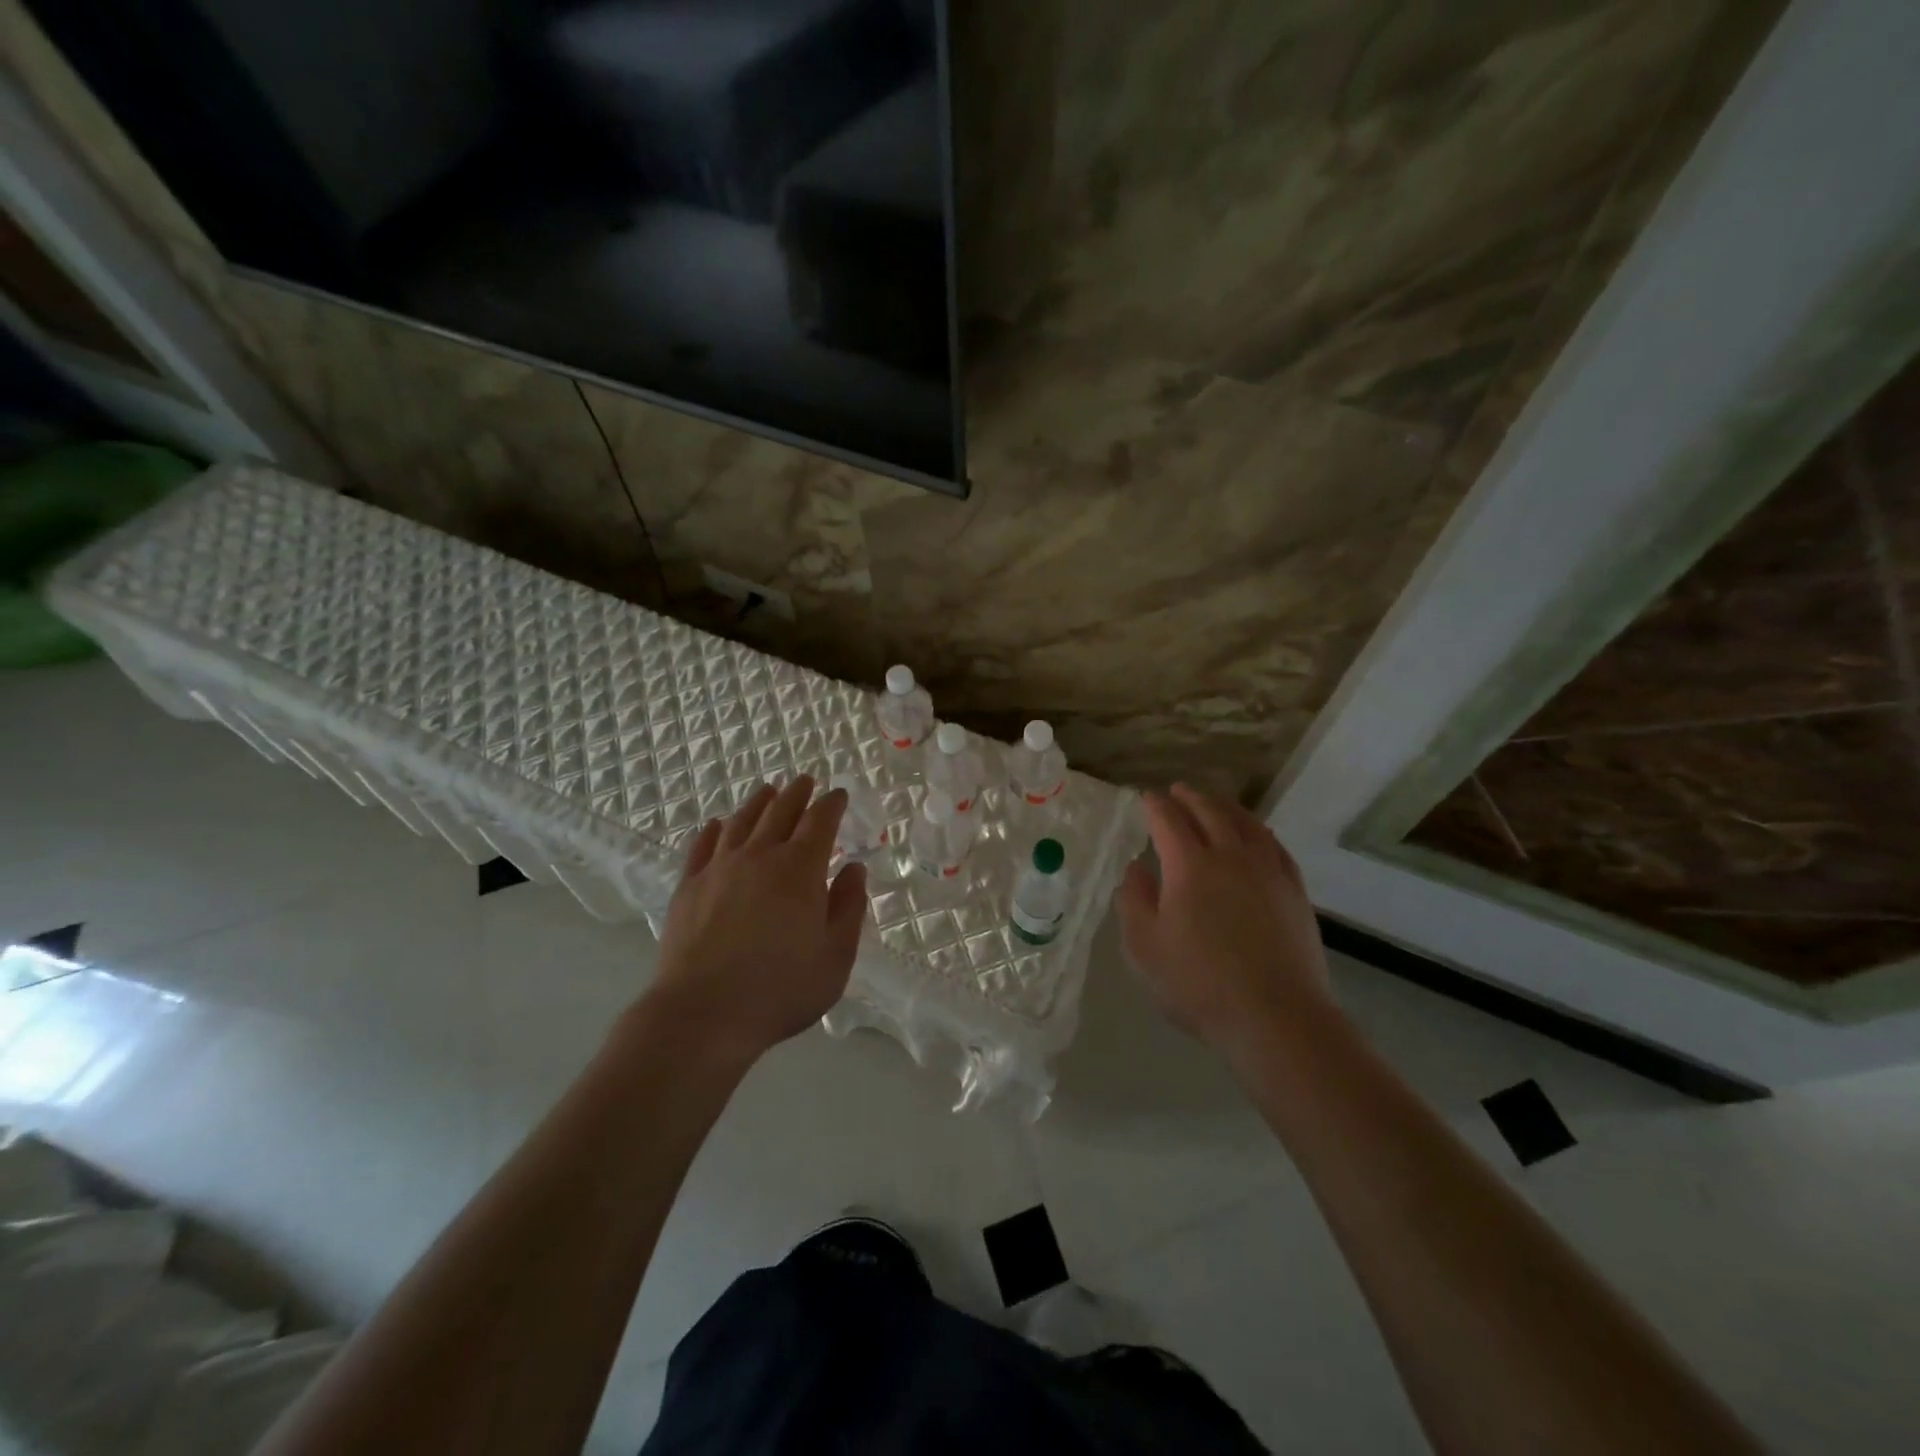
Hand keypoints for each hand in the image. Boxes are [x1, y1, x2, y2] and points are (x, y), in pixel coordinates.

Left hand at [643, 776, 867, 1065]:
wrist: (703, 1014)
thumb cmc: (781, 989)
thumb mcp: (836, 957)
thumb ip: (849, 907)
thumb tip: (854, 868)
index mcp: (801, 868)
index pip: (820, 821)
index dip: (832, 803)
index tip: (839, 794)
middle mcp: (760, 855)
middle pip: (781, 811)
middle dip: (797, 793)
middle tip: (805, 781)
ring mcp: (720, 868)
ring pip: (742, 821)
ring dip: (759, 802)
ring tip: (768, 791)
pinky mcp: (689, 886)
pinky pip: (703, 846)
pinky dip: (715, 830)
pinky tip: (718, 826)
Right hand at [1118, 783, 1333, 1059]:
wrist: (1276, 1017)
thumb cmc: (1199, 984)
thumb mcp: (1144, 948)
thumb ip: (1134, 901)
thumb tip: (1136, 869)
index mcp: (1190, 866)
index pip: (1169, 820)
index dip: (1155, 805)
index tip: (1146, 798)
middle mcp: (1231, 856)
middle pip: (1210, 811)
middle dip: (1190, 797)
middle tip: (1177, 791)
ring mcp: (1268, 871)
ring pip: (1246, 823)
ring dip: (1225, 806)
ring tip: (1213, 803)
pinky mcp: (1294, 890)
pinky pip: (1274, 845)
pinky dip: (1258, 830)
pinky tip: (1255, 836)